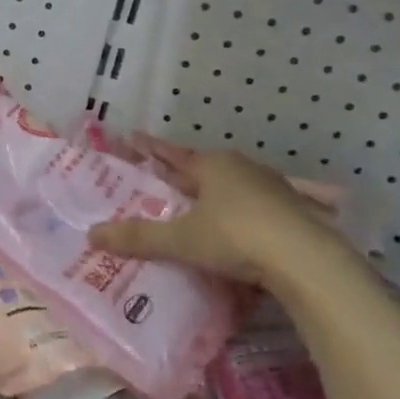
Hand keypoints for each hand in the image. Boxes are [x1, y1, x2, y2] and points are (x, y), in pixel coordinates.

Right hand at [87, 145, 351, 293]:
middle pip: (203, 168)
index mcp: (212, 166)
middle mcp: (242, 168)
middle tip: (162, 180)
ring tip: (198, 205)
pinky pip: (257, 207)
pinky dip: (242, 213)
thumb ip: (139, 237)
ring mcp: (273, 188)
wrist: (308, 261)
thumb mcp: (182, 240)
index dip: (151, 148)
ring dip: (215, 194)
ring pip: (233, 186)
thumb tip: (91, 234)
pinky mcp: (295, 211)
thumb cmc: (236, 238)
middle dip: (183, 173)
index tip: (133, 137)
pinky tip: (240, 228)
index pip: (173, 154)